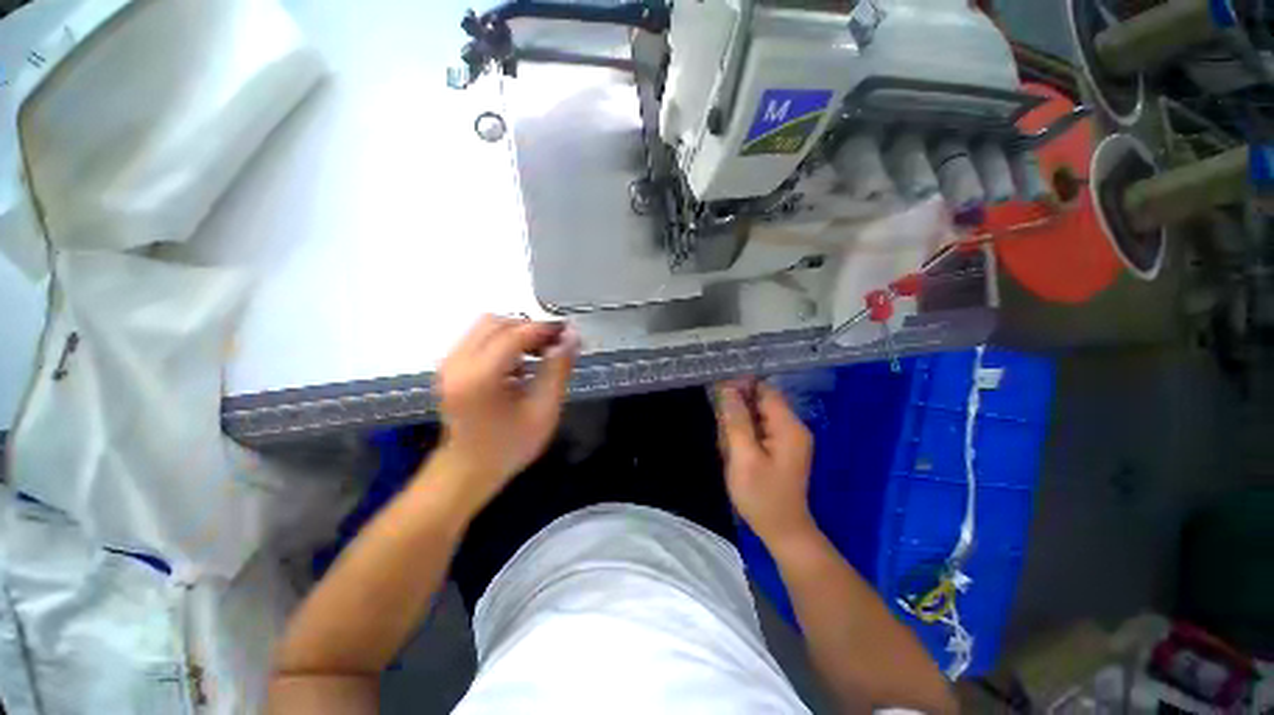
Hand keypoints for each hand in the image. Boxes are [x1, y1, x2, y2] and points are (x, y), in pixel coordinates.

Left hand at [432, 315, 578, 509]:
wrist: (468, 470)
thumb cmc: (510, 445)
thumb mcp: (544, 410)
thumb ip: (558, 369)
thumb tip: (572, 336)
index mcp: (479, 377)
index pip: (514, 335)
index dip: (544, 328)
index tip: (569, 332)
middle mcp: (457, 363)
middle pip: (496, 323)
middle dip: (529, 328)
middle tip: (555, 344)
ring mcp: (448, 364)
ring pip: (486, 327)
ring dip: (516, 334)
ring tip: (540, 353)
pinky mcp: (449, 367)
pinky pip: (478, 339)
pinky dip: (503, 342)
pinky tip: (520, 364)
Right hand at [715, 379, 814, 545]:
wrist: (782, 531)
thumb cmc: (761, 496)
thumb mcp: (743, 457)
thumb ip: (736, 420)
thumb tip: (727, 388)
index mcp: (788, 426)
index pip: (764, 390)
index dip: (740, 387)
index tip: (717, 397)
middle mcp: (791, 427)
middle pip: (758, 402)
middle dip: (736, 415)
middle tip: (725, 441)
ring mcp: (786, 437)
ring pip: (754, 417)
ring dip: (737, 429)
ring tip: (729, 453)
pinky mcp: (780, 447)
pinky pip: (756, 430)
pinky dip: (742, 439)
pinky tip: (735, 456)